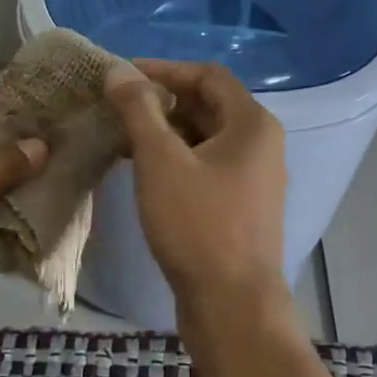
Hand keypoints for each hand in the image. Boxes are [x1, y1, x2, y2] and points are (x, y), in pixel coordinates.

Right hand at [105, 60, 288, 318]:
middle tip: (117, 105)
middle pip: (207, 104)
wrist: (232, 307)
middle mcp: (260, 144)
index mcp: (252, 124)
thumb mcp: (160, 160)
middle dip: (161, 100)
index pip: (207, 75)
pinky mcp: (239, 206)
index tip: (123, 75)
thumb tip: (118, 71)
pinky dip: (174, 158)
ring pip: (204, 137)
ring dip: (164, 130)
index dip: (164, 69)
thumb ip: (138, 109)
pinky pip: (205, 165)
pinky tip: (140, 169)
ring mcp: (252, 177)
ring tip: (120, 134)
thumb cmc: (198, 225)